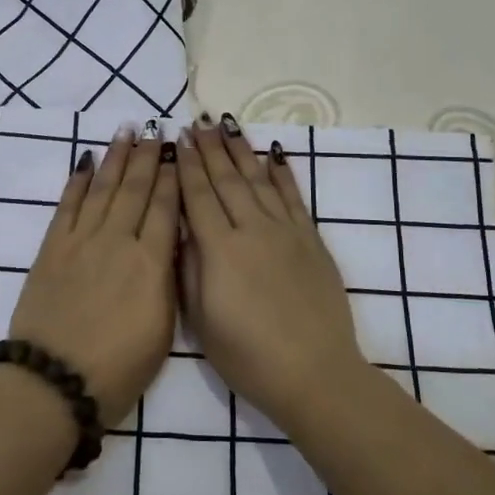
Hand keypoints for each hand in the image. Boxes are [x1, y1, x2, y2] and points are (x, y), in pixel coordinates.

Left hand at [9, 127, 179, 422]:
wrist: (54, 381)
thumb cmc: (118, 369)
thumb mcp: (162, 328)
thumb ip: (167, 279)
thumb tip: (170, 242)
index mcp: (151, 263)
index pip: (166, 208)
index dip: (173, 177)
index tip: (178, 152)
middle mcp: (118, 241)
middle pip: (136, 189)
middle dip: (147, 156)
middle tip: (154, 129)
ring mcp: (82, 241)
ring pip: (103, 188)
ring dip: (116, 158)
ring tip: (126, 131)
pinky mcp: (53, 248)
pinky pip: (68, 204)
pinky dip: (77, 180)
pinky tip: (85, 162)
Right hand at [175, 117, 366, 430]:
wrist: (314, 373)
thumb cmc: (248, 356)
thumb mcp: (201, 320)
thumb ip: (188, 269)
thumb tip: (181, 229)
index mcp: (220, 249)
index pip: (198, 196)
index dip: (187, 166)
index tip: (179, 138)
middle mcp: (252, 229)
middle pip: (227, 180)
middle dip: (211, 149)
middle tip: (199, 121)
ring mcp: (285, 232)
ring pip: (259, 180)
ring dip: (241, 151)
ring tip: (227, 126)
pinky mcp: (311, 240)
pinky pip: (293, 197)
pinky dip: (282, 173)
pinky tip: (273, 154)